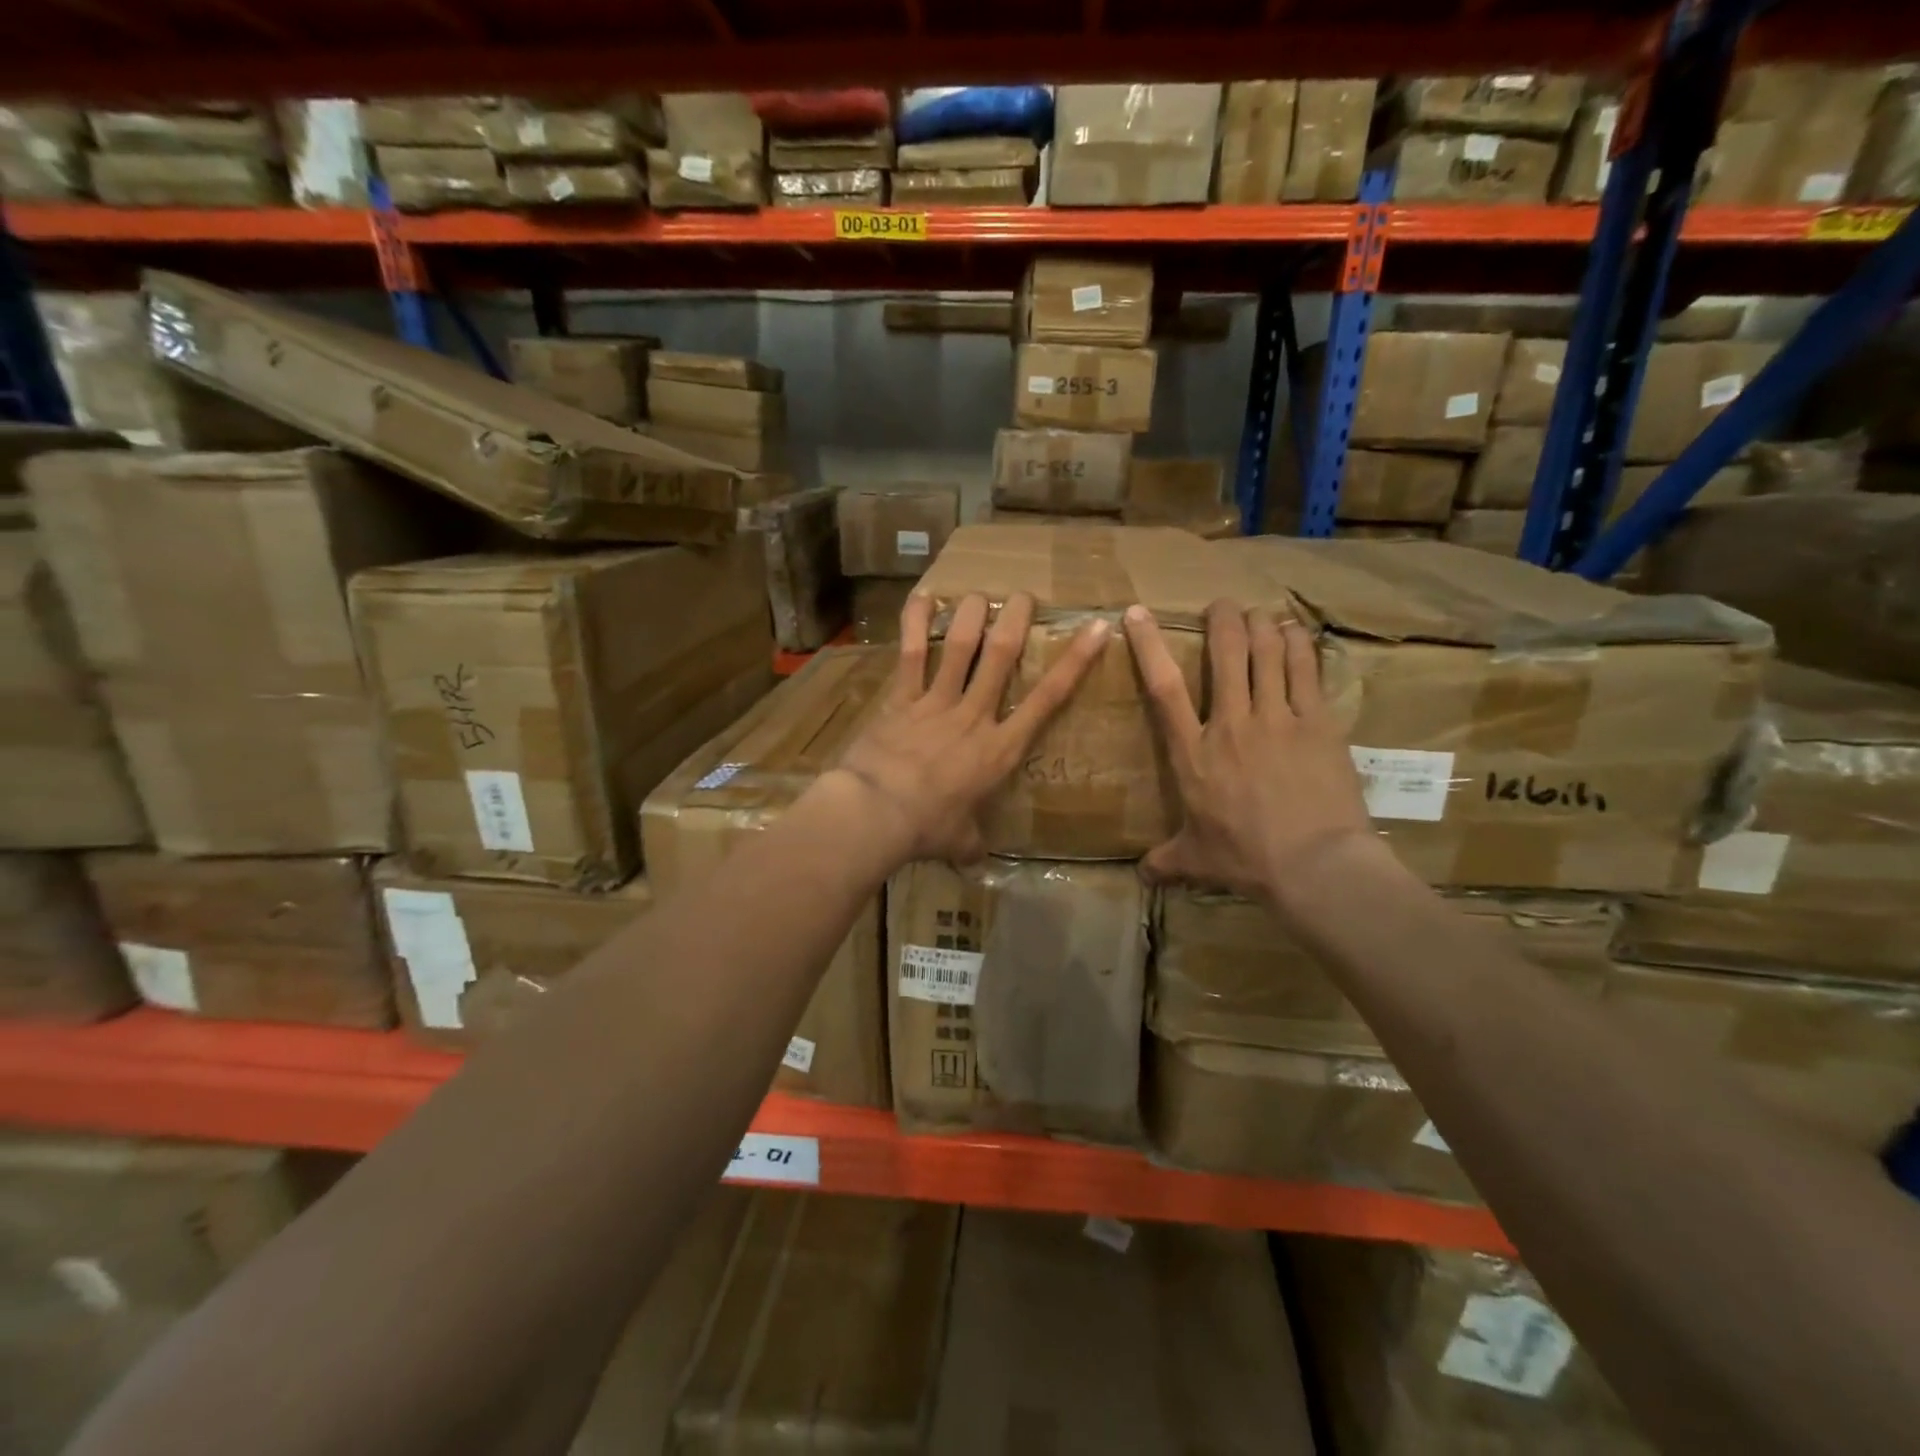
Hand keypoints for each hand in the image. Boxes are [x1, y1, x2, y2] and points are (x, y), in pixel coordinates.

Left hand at [827, 591, 1107, 864]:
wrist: (877, 813)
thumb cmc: (927, 829)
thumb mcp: (960, 842)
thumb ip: (972, 843)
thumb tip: (975, 859)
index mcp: (1000, 749)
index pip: (1048, 699)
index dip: (1075, 662)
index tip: (1095, 629)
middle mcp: (974, 715)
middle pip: (1002, 656)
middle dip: (1016, 620)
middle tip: (1024, 596)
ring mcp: (936, 702)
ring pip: (961, 647)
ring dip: (972, 615)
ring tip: (979, 595)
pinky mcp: (901, 699)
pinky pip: (911, 655)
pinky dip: (915, 624)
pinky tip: (922, 597)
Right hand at [1124, 599, 1373, 903]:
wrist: (1313, 864)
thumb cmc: (1246, 857)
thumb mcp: (1197, 859)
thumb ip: (1167, 860)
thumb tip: (1142, 876)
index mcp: (1194, 752)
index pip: (1164, 688)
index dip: (1149, 645)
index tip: (1138, 613)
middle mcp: (1232, 723)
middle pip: (1226, 653)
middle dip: (1222, 619)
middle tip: (1222, 606)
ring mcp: (1277, 718)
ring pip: (1267, 652)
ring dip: (1261, 625)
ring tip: (1259, 615)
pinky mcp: (1317, 722)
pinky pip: (1306, 670)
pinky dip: (1299, 645)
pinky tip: (1296, 633)